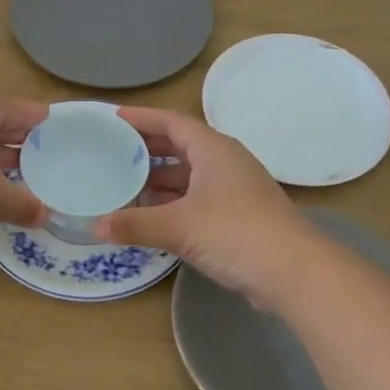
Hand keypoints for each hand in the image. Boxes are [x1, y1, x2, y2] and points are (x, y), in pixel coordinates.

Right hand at [102, 106, 316, 306]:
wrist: (294, 272)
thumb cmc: (235, 232)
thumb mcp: (178, 226)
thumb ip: (135, 224)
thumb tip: (95, 227)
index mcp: (213, 149)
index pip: (172, 122)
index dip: (142, 118)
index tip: (113, 117)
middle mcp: (225, 162)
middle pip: (180, 146)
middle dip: (147, 148)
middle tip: (112, 151)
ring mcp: (234, 190)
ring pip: (189, 175)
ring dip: (159, 179)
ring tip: (125, 184)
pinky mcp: (238, 217)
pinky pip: (197, 199)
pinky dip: (173, 202)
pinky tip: (152, 216)